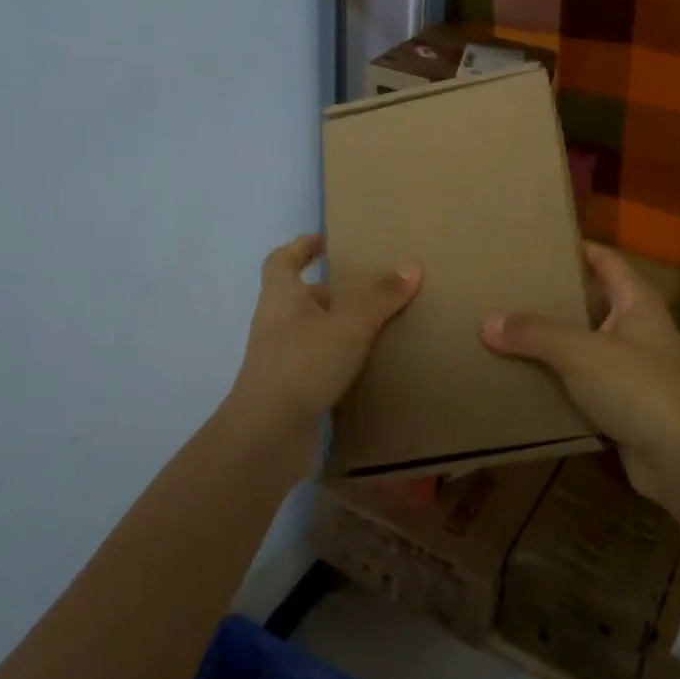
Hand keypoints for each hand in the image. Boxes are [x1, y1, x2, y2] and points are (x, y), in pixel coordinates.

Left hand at [227, 235, 419, 438]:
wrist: (268, 435)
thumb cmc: (303, 364)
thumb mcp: (349, 324)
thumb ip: (380, 296)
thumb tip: (411, 266)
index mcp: (281, 298)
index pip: (282, 260)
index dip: (302, 247)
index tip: (329, 243)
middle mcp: (277, 324)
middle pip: (303, 298)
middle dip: (335, 292)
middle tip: (374, 289)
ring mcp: (283, 360)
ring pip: (314, 334)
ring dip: (342, 329)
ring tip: (383, 326)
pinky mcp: (293, 391)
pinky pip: (321, 366)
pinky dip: (343, 362)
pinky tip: (373, 367)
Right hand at [481, 242, 679, 497]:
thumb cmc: (637, 387)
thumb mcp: (579, 352)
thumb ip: (534, 333)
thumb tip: (487, 321)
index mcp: (638, 302)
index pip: (607, 261)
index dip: (578, 249)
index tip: (540, 244)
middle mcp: (640, 330)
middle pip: (594, 303)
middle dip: (558, 297)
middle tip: (514, 288)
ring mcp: (636, 369)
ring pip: (588, 345)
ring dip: (557, 341)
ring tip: (513, 331)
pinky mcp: (627, 404)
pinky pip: (587, 382)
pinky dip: (562, 379)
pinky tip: (530, 378)